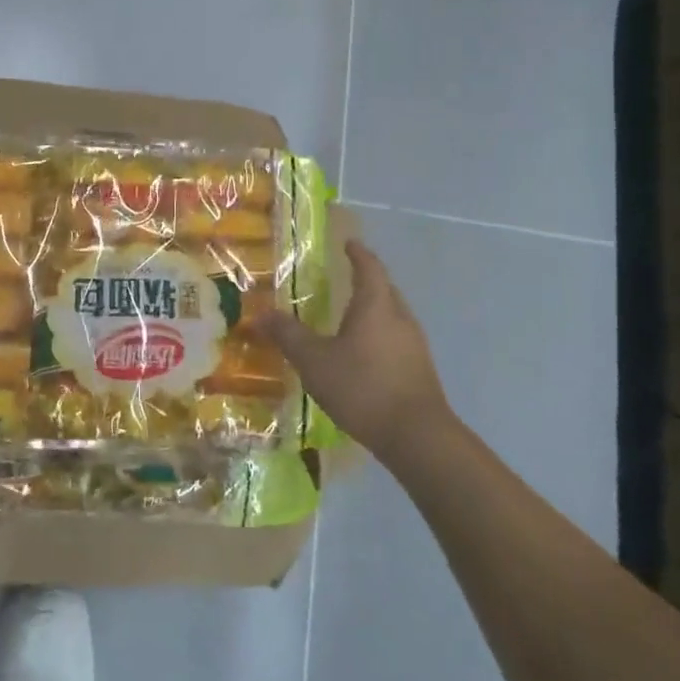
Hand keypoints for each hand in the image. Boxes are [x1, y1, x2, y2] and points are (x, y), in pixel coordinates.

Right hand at [260, 239, 457, 461]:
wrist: (417, 437)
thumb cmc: (362, 387)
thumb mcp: (314, 360)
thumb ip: (287, 335)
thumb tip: (260, 313)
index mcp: (376, 305)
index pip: (369, 267)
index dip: (358, 253)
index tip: (347, 243)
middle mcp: (400, 318)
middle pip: (384, 289)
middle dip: (365, 281)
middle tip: (342, 279)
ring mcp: (414, 345)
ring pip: (392, 316)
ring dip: (372, 311)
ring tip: (347, 317)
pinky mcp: (419, 370)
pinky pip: (396, 340)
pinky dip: (378, 336)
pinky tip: (361, 355)